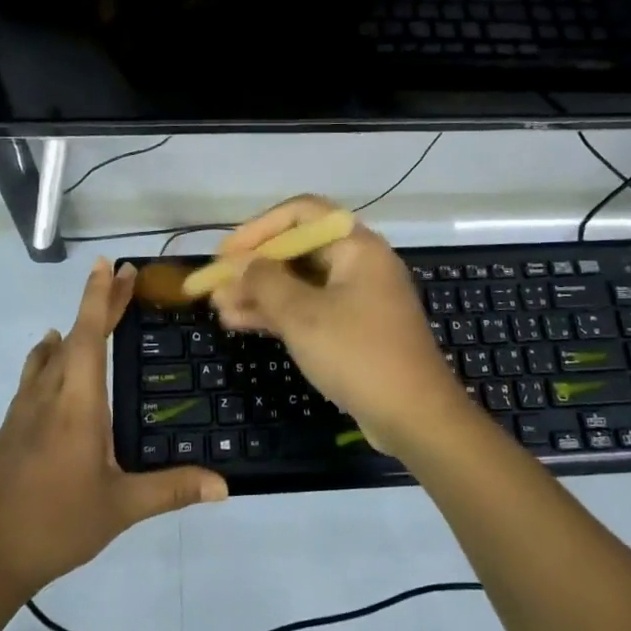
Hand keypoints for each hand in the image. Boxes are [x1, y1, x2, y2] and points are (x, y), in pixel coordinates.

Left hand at [0, 260, 227, 598]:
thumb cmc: (56, 524)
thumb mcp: (120, 508)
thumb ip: (171, 490)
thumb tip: (224, 486)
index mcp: (77, 404)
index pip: (89, 336)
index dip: (100, 297)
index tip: (110, 265)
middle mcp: (48, 396)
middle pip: (73, 336)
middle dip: (98, 304)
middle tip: (122, 278)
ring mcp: (24, 411)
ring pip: (49, 355)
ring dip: (73, 330)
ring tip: (90, 317)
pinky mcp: (11, 428)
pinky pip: (35, 376)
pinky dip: (50, 357)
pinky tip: (52, 364)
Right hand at [210, 196, 467, 454]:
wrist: (415, 417)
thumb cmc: (358, 354)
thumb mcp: (303, 315)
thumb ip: (265, 281)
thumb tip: (240, 263)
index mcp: (356, 246)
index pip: (301, 213)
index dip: (258, 228)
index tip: (226, 253)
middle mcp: (360, 264)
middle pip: (298, 249)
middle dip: (254, 266)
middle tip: (215, 285)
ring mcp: (358, 298)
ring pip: (300, 283)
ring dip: (260, 292)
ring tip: (219, 307)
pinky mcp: (354, 329)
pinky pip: (310, 309)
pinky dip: (278, 313)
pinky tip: (240, 323)